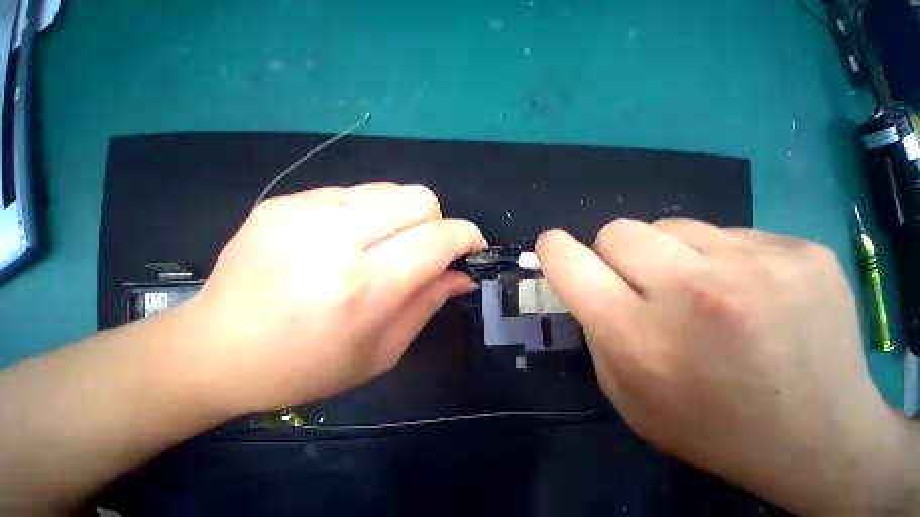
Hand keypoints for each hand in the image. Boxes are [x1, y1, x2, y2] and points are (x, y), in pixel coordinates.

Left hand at [182, 183, 486, 415]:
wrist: (214, 350)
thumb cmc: (306, 366)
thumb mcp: (382, 349)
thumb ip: (429, 302)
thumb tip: (463, 275)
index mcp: (363, 288)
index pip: (436, 239)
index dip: (466, 236)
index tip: (474, 245)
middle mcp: (335, 241)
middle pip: (418, 199)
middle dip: (437, 221)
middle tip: (426, 249)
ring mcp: (303, 213)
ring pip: (391, 189)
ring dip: (406, 215)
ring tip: (388, 244)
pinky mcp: (285, 201)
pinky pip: (356, 192)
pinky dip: (372, 212)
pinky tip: (352, 238)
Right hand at [536, 219, 907, 513]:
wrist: (820, 440)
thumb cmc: (707, 425)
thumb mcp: (623, 390)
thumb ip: (594, 327)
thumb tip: (584, 278)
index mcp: (640, 334)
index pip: (569, 262)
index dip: (553, 249)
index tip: (553, 248)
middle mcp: (694, 292)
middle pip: (617, 230)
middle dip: (613, 252)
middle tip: (640, 283)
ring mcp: (758, 266)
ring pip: (669, 225)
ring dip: (666, 252)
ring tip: (699, 291)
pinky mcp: (800, 251)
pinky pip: (724, 232)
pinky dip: (717, 256)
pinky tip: (747, 293)